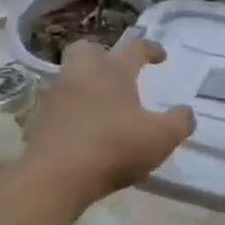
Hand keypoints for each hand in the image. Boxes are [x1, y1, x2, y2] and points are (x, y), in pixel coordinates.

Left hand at [20, 34, 194, 207]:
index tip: (161, 57)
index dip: (151, 49)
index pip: (135, 48)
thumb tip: (186, 113)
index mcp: (113, 71)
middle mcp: (81, 74)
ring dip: (84, 84)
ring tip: (101, 104)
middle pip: (87, 49)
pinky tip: (83, 128)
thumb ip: (179, 122)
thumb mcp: (161, 137)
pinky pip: (57, 106)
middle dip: (103, 55)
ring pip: (69, 77)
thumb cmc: (114, 147)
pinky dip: (71, 111)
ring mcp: (55, 96)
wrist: (56, 176)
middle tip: (116, 72)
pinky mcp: (38, 120)